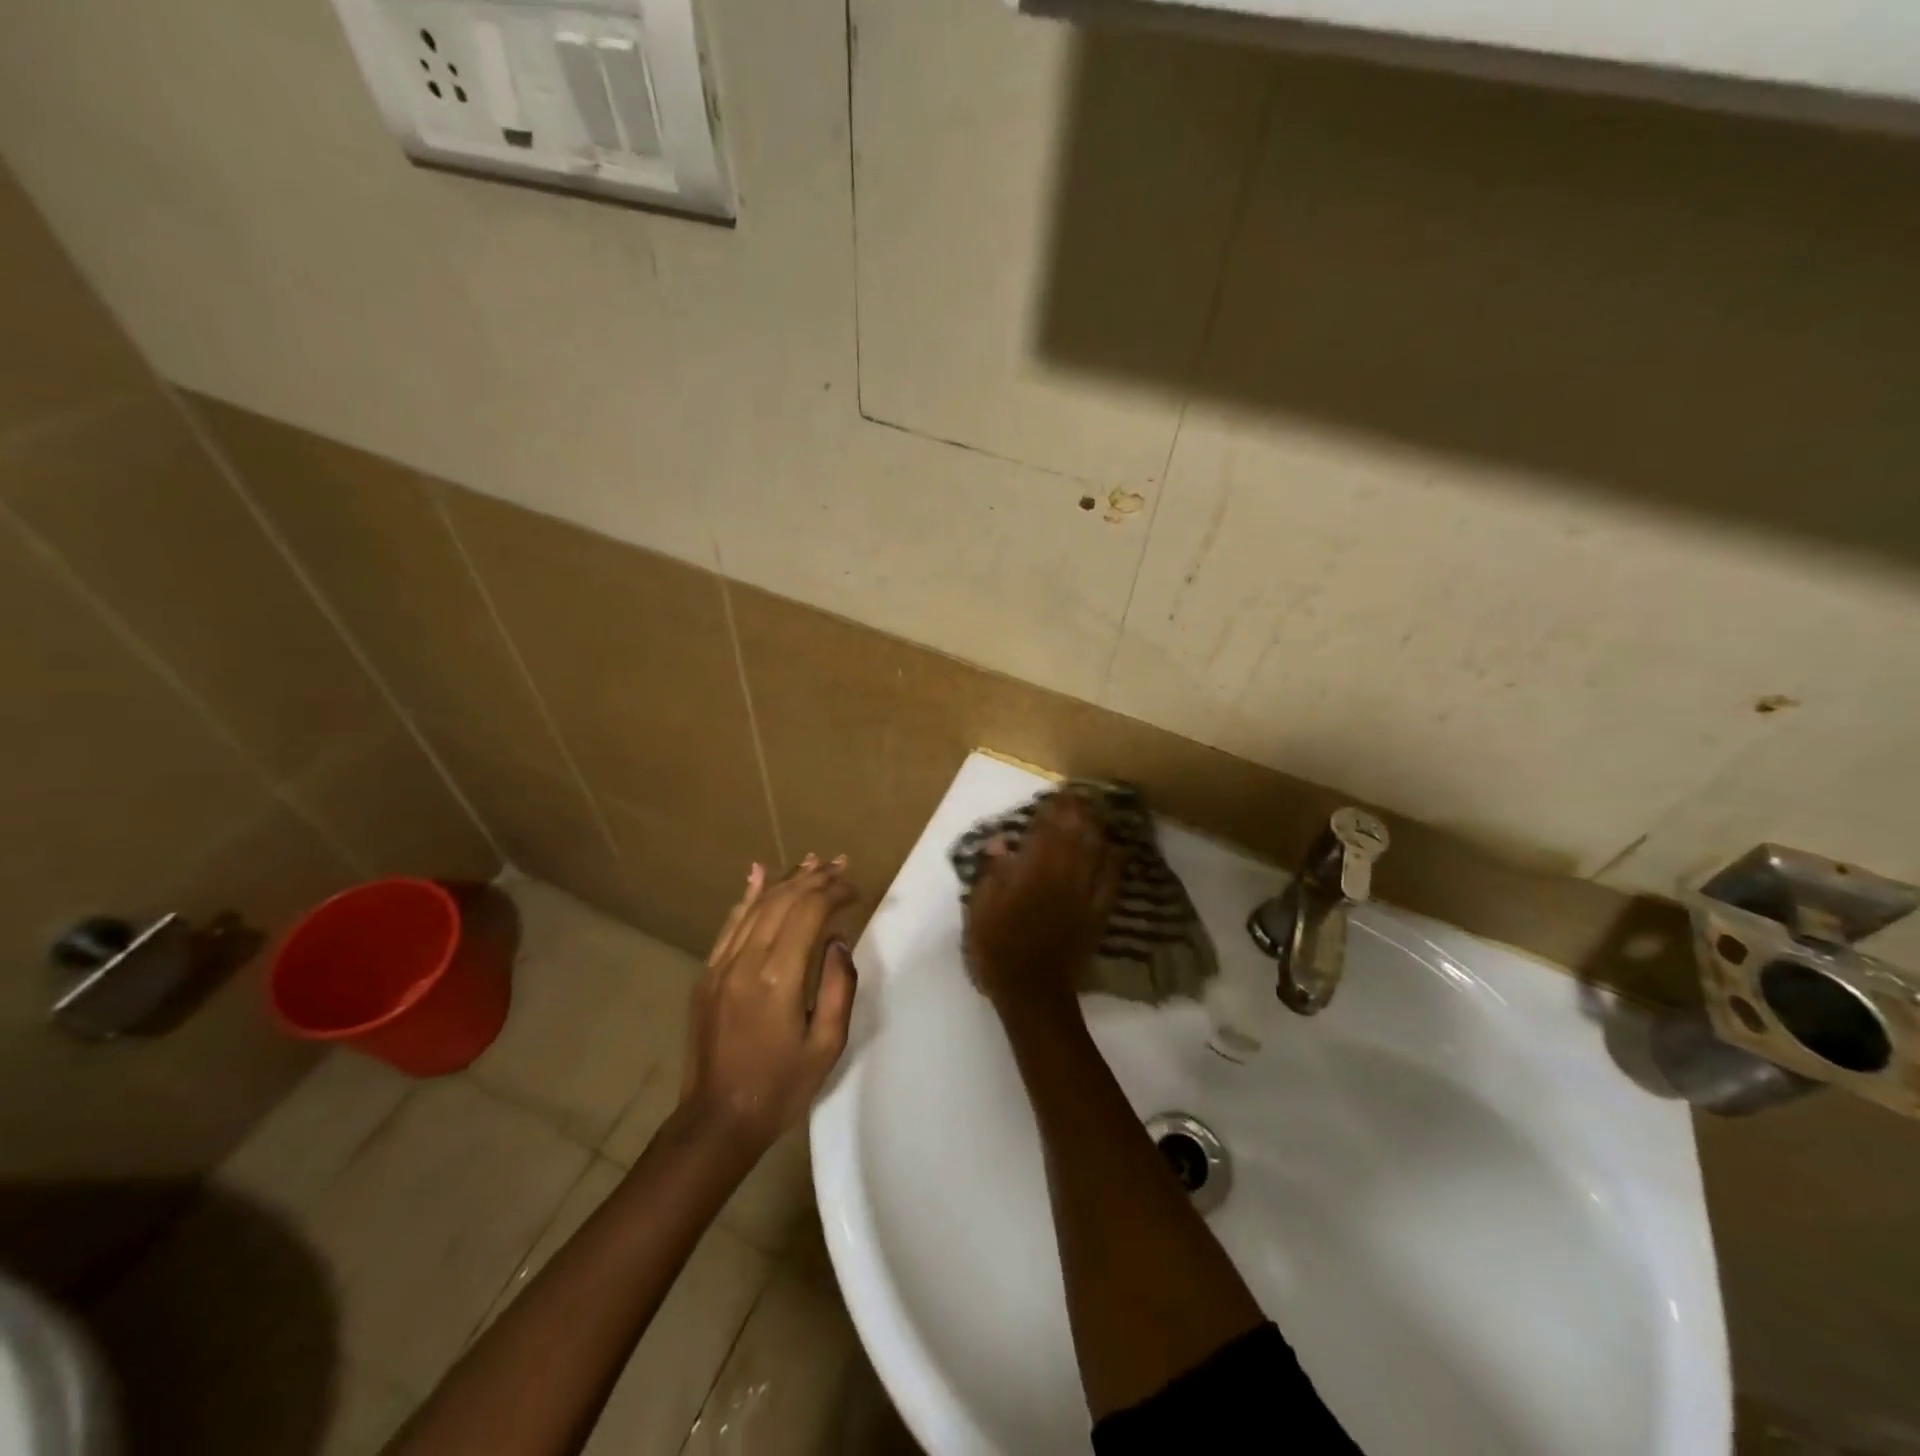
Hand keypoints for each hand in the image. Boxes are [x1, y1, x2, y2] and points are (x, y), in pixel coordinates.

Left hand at [681, 855, 859, 1151]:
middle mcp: (746, 961)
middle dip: (815, 878)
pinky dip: (748, 895)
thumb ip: (838, 987)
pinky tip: (759, 874)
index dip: (835, 892)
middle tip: (841, 865)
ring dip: (786, 880)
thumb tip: (837, 941)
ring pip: (756, 906)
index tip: (856, 889)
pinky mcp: (707, 975)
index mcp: (779, 979)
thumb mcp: (827, 1045)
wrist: (717, 1122)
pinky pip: (730, 924)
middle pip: (783, 901)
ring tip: (812, 861)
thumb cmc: (781, 1088)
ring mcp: (720, 966)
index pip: (809, 912)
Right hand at [964, 794, 1122, 1019]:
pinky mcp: (1098, 913)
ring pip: (1096, 851)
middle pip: (1076, 834)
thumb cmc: (998, 947)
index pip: (1046, 830)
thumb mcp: (981, 908)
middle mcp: (1062, 875)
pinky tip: (1114, 850)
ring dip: (1097, 828)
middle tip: (1078, 795)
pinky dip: (1113, 861)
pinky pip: (1111, 881)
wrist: (1032, 990)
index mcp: (1032, 871)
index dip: (1052, 810)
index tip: (1054, 795)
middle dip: (1078, 812)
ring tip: (1095, 812)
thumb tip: (1000, 841)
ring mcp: (1084, 894)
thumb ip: (992, 872)